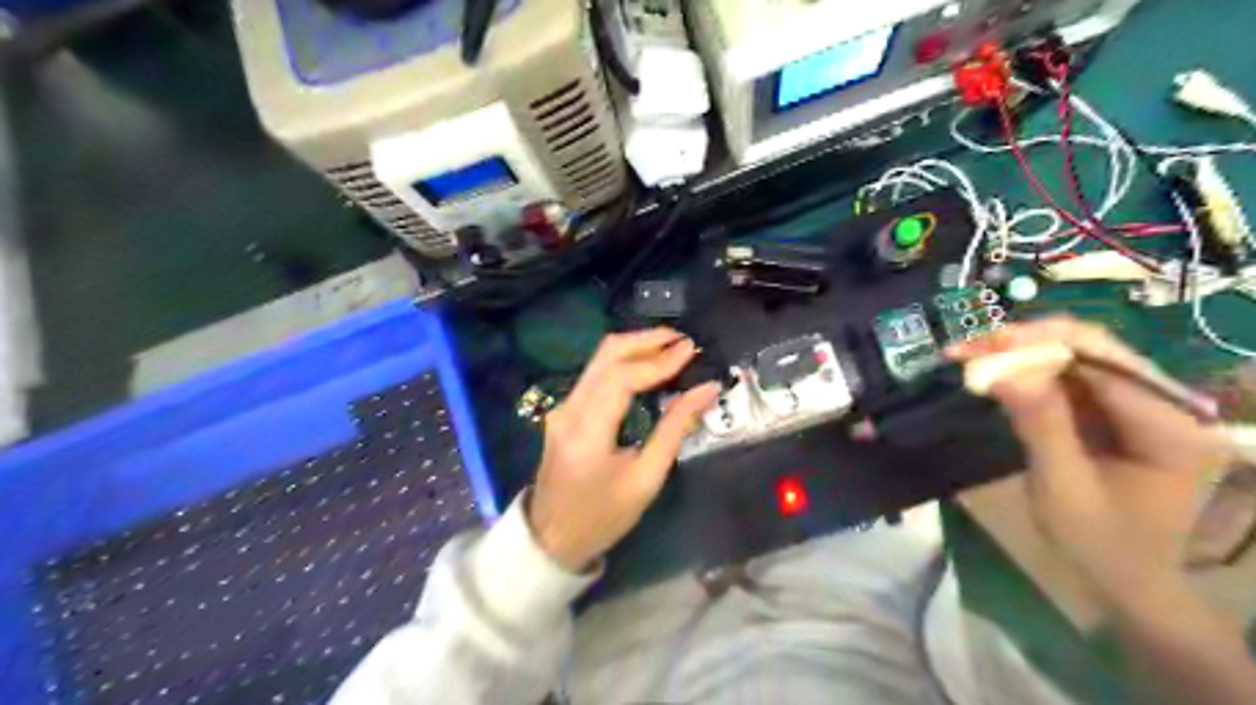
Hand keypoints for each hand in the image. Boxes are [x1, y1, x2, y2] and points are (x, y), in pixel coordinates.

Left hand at [527, 331, 714, 571]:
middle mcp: (569, 409)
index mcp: (587, 431)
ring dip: (635, 347)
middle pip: (606, 355)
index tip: (691, 350)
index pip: (622, 377)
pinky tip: (647, 366)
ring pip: (598, 359)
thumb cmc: (603, 517)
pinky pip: (595, 373)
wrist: (552, 537)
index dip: (658, 359)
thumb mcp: (646, 479)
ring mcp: (562, 407)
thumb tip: (705, 391)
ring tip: (671, 348)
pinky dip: (623, 362)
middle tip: (682, 340)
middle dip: (646, 340)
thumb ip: (675, 430)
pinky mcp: (565, 410)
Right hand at [952, 318, 1229, 608]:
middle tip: (967, 349)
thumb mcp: (1062, 487)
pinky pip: (1071, 376)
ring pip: (1078, 355)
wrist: (1125, 579)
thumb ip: (1040, 425)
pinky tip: (995, 371)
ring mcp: (1143, 404)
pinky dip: (1029, 370)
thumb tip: (1002, 370)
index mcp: (1171, 427)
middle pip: (1093, 347)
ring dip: (1022, 352)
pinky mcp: (1117, 410)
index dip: (1039, 344)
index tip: (980, 348)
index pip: (1104, 362)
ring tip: (971, 356)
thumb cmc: (1098, 544)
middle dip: (1026, 342)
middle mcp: (1168, 404)